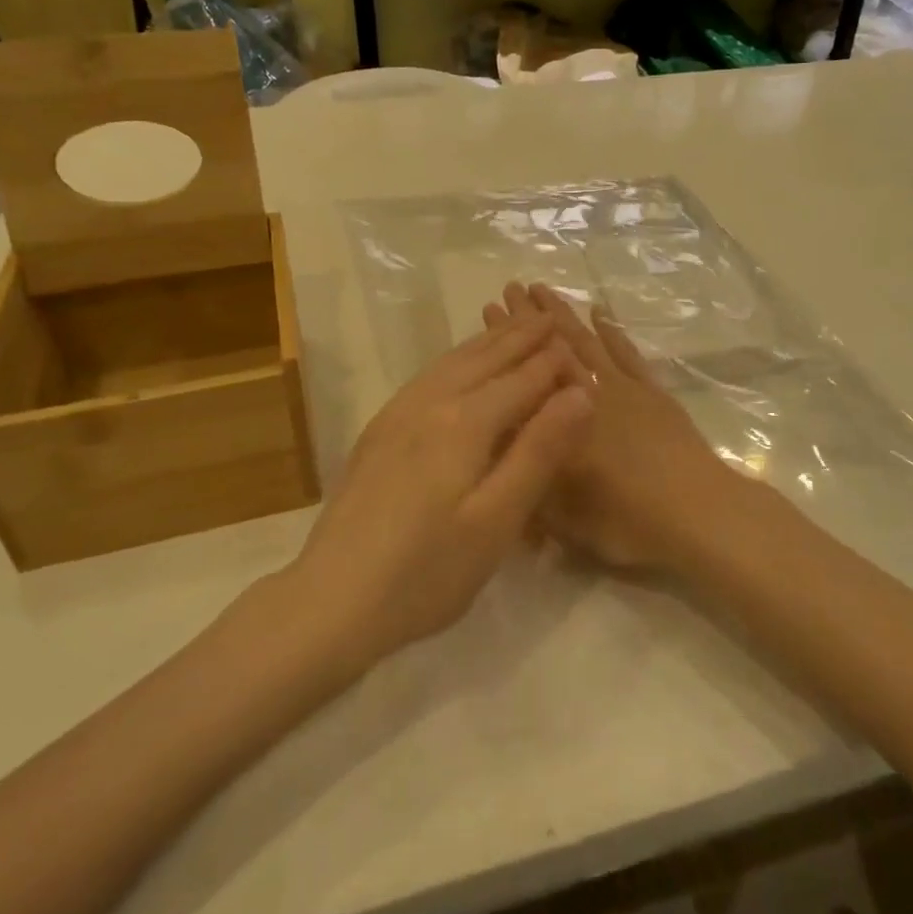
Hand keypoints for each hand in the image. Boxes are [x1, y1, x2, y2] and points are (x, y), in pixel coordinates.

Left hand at [291, 314, 590, 669]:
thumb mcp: (496, 520)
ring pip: (454, 360)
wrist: (332, 598)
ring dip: (489, 339)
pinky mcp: (380, 428)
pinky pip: (430, 374)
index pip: (522, 378)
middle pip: (486, 357)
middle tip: (551, 315)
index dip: (554, 362)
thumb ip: (539, 452)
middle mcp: (431, 402)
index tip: (580, 344)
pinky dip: (458, 356)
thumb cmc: (426, 571)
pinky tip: (460, 363)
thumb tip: (580, 393)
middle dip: (521, 336)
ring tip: (513, 324)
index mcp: (465, 422)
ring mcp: (399, 412)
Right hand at [484, 284, 740, 575]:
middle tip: (510, 287)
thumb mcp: (561, 513)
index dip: (505, 341)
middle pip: (553, 346)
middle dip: (529, 318)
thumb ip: (527, 474)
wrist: (697, 513)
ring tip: (543, 288)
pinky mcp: (652, 391)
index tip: (489, 308)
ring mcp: (623, 387)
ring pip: (586, 340)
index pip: (524, 370)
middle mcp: (588, 393)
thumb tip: (496, 447)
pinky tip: (599, 312)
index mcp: (560, 420)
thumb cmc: (624, 518)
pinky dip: (612, 330)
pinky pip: (626, 352)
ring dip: (563, 314)